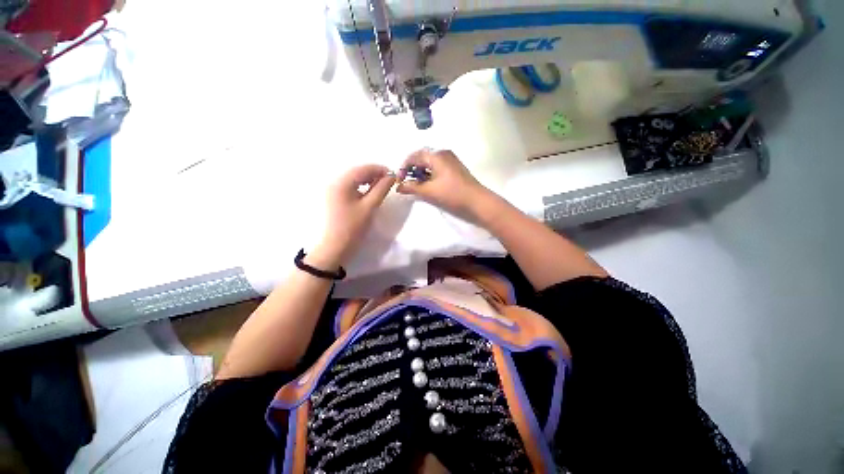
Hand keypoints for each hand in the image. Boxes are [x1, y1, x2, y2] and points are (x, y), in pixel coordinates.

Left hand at [310, 165, 395, 269]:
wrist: (334, 247)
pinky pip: (349, 185)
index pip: (364, 168)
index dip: (380, 169)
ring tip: (380, 187)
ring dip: (368, 180)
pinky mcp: (333, 196)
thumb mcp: (369, 207)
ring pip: (354, 178)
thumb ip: (381, 189)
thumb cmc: (352, 227)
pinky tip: (368, 192)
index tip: (394, 176)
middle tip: (389, 182)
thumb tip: (391, 176)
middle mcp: (334, 181)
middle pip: (358, 171)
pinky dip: (361, 186)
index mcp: (342, 182)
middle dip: (374, 174)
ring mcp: (332, 189)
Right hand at [397, 149, 495, 223]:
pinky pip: (437, 168)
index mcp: (436, 155)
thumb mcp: (429, 191)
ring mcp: (450, 160)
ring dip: (420, 172)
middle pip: (422, 157)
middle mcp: (443, 153)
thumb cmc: (452, 194)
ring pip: (430, 163)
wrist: (477, 202)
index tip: (399, 180)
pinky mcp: (455, 169)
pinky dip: (429, 174)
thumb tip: (398, 187)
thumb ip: (412, 188)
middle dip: (411, 169)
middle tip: (406, 182)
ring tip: (416, 185)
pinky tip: (427, 185)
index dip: (403, 167)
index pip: (414, 156)